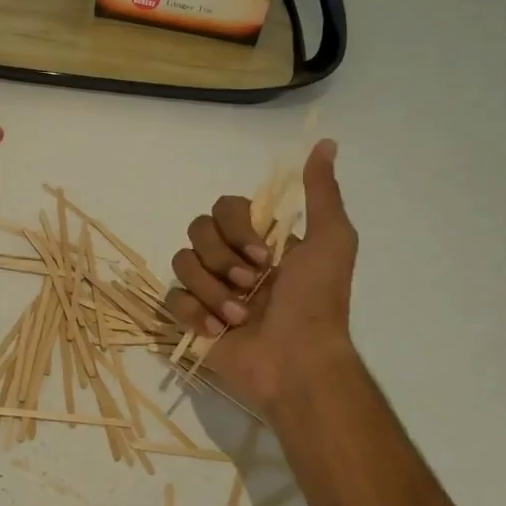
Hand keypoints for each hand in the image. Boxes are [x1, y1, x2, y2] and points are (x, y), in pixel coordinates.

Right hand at [166, 139, 357, 413]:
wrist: (298, 362)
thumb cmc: (317, 302)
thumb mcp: (332, 240)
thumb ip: (322, 193)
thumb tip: (326, 143)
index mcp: (259, 240)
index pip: (224, 208)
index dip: (237, 228)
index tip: (265, 255)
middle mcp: (231, 259)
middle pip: (197, 231)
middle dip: (222, 259)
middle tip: (251, 285)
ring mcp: (209, 289)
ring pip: (182, 263)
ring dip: (213, 291)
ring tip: (240, 317)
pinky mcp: (192, 320)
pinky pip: (172, 299)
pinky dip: (195, 314)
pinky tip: (220, 331)